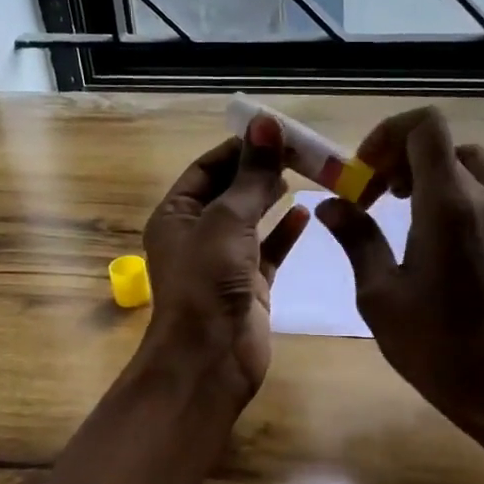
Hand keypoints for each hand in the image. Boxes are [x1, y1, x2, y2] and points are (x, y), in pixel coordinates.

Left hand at [139, 115, 309, 407]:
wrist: (210, 357)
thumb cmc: (207, 281)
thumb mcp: (228, 220)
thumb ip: (251, 176)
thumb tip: (266, 125)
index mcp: (176, 215)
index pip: (207, 168)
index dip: (239, 148)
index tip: (275, 131)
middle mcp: (197, 234)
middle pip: (231, 191)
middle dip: (260, 169)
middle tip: (300, 149)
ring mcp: (224, 261)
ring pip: (251, 219)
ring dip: (273, 196)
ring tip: (304, 172)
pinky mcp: (250, 285)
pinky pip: (269, 250)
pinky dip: (285, 232)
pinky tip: (306, 213)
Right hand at [316, 107, 483, 455]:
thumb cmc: (434, 344)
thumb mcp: (380, 293)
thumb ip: (357, 238)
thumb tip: (331, 205)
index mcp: (448, 205)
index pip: (425, 126)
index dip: (387, 134)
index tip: (363, 173)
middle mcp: (481, 198)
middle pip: (441, 143)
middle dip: (399, 156)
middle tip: (372, 193)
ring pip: (462, 163)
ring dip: (424, 172)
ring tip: (395, 207)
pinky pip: (475, 190)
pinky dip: (445, 191)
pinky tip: (421, 233)